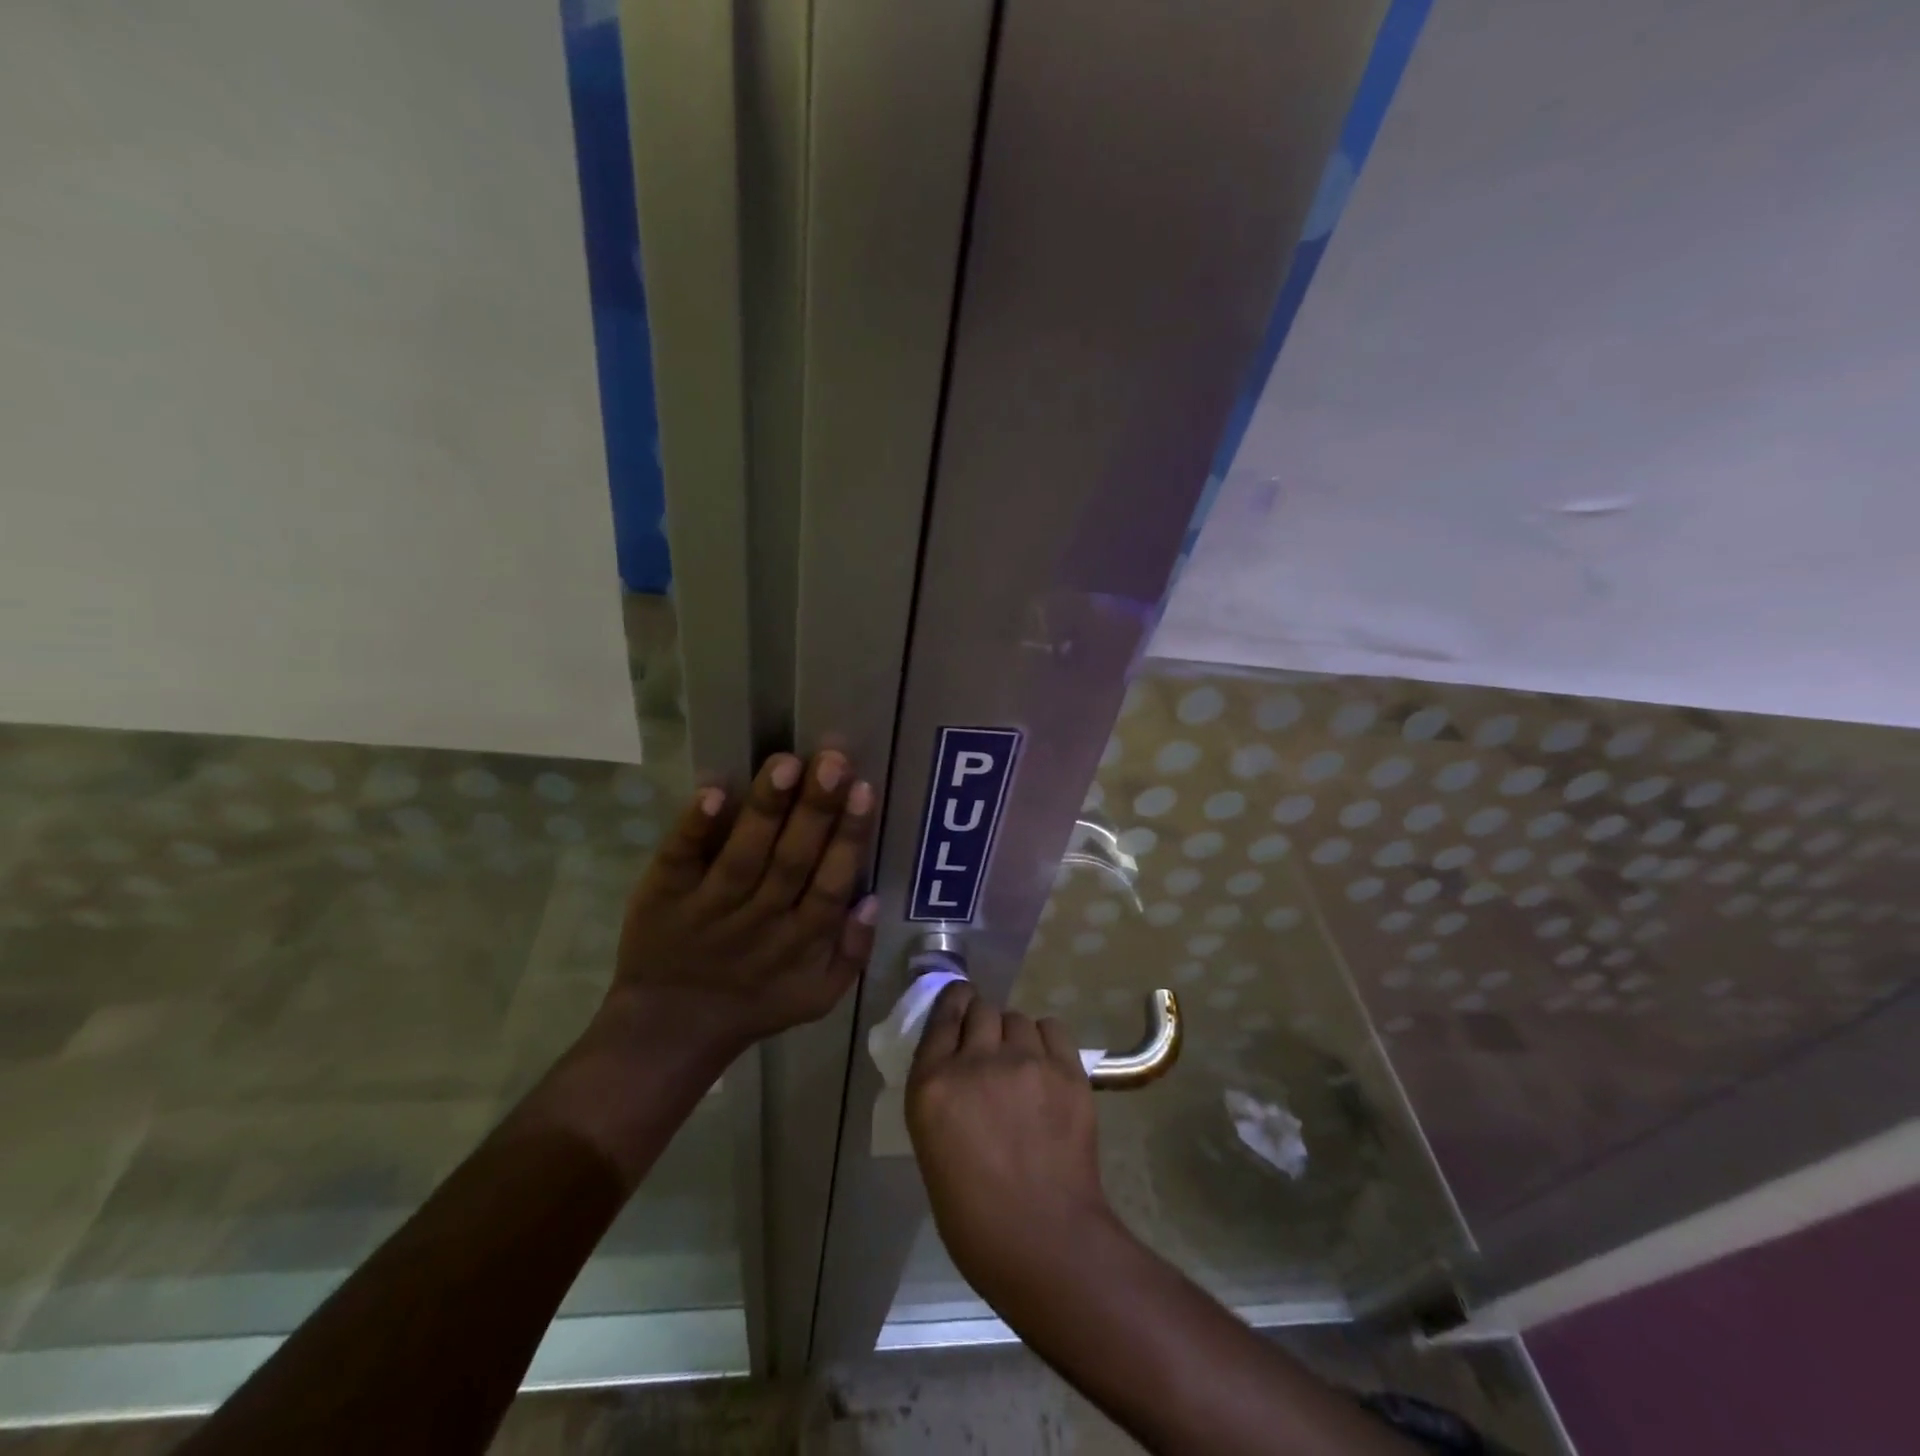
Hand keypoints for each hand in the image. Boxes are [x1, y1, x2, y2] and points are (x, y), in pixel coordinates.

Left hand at [610, 750, 878, 1049]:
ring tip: (786, 763)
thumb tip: (873, 898)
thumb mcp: (818, 996)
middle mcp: (758, 921)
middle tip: (832, 760)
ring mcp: (707, 909)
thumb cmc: (754, 1004)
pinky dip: (695, 828)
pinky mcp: (662, 897)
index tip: (863, 789)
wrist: (669, 1031)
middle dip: (815, 809)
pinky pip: (679, 860)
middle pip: (792, 861)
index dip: (848, 838)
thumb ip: (853, 952)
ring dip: (765, 809)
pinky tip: (714, 792)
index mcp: (800, 942)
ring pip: (743, 855)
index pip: (831, 884)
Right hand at [905, 982, 1115, 1304]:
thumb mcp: (933, 1145)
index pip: (942, 1017)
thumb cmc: (974, 1215)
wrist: (1044, 1242)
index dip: (953, 1003)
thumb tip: (961, 1065)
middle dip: (983, 1022)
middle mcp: (976, 1061)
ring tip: (1022, 1065)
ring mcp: (1025, 1063)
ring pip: (1017, 1017)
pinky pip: (1052, 1029)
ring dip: (1014, 1035)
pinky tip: (1046, 1064)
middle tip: (991, 1049)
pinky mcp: (1066, 1071)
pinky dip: (1046, 1040)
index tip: (960, 1001)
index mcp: (932, 1085)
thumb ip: (943, 1094)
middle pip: (981, 1008)